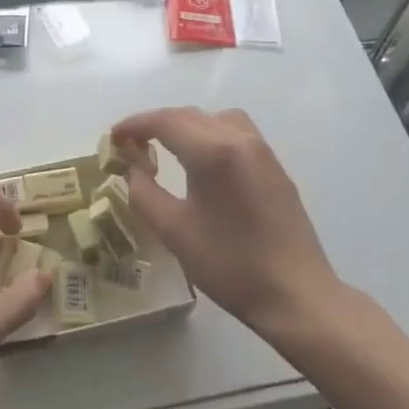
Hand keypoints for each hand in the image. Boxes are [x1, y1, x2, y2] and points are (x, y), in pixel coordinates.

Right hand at [110, 107, 341, 337]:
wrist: (295, 293)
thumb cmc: (229, 264)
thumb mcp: (174, 231)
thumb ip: (144, 193)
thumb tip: (132, 169)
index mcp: (213, 152)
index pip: (165, 121)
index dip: (134, 125)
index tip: (112, 137)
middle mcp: (240, 139)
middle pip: (190, 116)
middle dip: (156, 124)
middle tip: (130, 144)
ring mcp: (263, 151)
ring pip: (217, 119)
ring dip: (187, 125)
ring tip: (166, 147)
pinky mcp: (275, 168)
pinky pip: (237, 133)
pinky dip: (210, 134)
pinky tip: (202, 162)